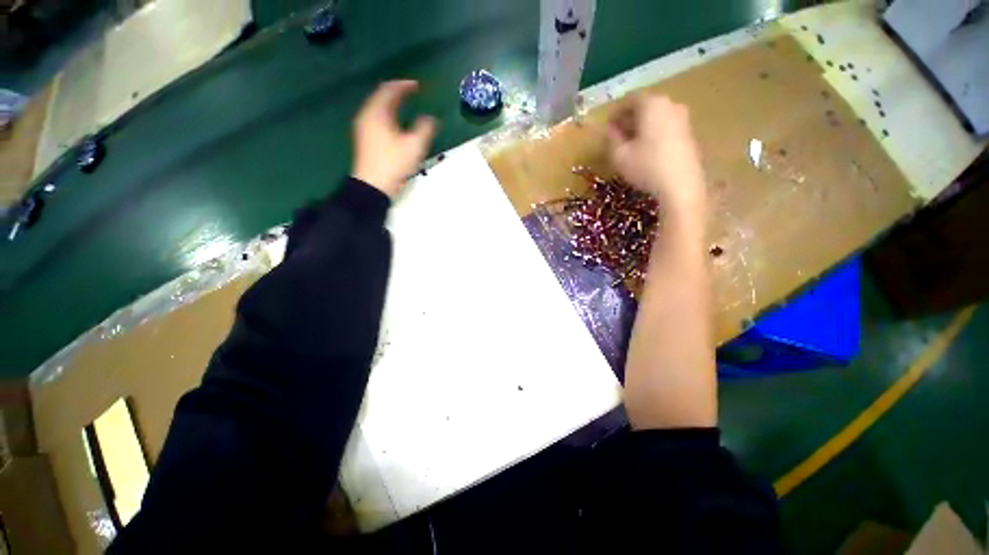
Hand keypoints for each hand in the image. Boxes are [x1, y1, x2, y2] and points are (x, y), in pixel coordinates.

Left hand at [352, 80, 436, 197]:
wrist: (373, 186)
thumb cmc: (393, 164)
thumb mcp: (414, 146)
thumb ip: (425, 129)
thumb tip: (431, 119)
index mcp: (377, 113)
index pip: (389, 90)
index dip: (404, 86)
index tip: (418, 86)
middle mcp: (367, 116)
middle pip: (381, 97)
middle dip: (397, 93)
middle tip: (411, 93)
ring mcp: (364, 128)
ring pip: (378, 108)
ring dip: (392, 104)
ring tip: (405, 106)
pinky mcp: (365, 140)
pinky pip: (376, 118)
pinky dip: (387, 115)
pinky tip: (396, 124)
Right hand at [606, 94, 706, 224]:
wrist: (681, 185)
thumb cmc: (646, 167)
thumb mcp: (619, 155)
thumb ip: (611, 138)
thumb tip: (610, 130)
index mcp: (652, 104)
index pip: (630, 99)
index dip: (616, 112)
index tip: (607, 126)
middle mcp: (670, 104)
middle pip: (646, 106)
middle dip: (629, 118)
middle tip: (617, 135)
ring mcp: (683, 118)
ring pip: (657, 116)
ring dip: (642, 126)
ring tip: (631, 145)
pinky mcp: (689, 133)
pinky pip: (666, 126)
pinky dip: (654, 133)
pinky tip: (647, 151)